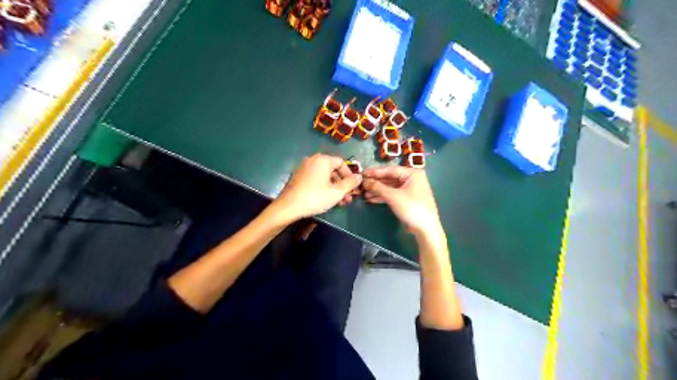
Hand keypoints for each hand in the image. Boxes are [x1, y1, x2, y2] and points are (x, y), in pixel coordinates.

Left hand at [272, 153, 362, 220]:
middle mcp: (312, 160)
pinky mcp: (298, 177)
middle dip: (342, 184)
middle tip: (347, 198)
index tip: (353, 188)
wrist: (288, 207)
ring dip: (334, 187)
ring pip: (324, 176)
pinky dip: (323, 187)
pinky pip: (315, 179)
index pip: (341, 162)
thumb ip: (350, 183)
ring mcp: (303, 168)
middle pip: (333, 170)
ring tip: (339, 202)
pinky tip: (326, 199)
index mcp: (322, 160)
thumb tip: (359, 176)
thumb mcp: (337, 192)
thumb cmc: (315, 198)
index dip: (350, 175)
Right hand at [365, 167, 444, 238]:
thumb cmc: (411, 208)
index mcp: (412, 173)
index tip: (363, 172)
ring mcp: (409, 189)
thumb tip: (365, 181)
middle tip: (362, 184)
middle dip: (376, 182)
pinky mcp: (407, 199)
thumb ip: (378, 187)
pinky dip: (383, 196)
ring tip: (364, 193)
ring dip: (377, 190)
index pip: (390, 170)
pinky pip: (393, 194)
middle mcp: (411, 179)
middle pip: (390, 178)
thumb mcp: (393, 196)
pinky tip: (371, 199)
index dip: (375, 172)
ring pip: (390, 187)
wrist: (425, 229)